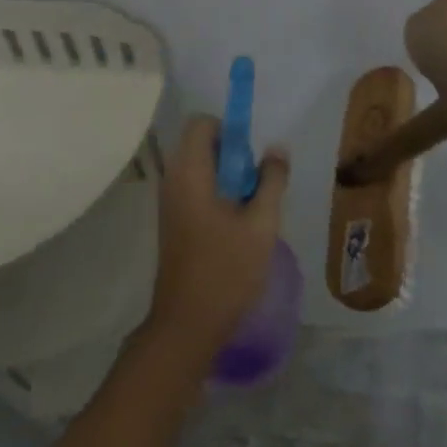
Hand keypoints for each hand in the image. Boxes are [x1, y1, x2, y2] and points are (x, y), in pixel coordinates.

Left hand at [145, 115, 290, 363]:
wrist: (188, 323)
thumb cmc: (227, 270)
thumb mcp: (261, 224)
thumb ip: (272, 181)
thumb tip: (276, 149)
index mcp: (190, 173)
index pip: (201, 124)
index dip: (229, 129)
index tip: (252, 157)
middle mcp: (173, 180)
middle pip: (201, 145)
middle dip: (233, 156)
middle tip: (258, 185)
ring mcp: (170, 203)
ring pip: (200, 169)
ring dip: (228, 178)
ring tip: (252, 207)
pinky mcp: (173, 222)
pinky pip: (195, 190)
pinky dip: (217, 195)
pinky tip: (238, 225)